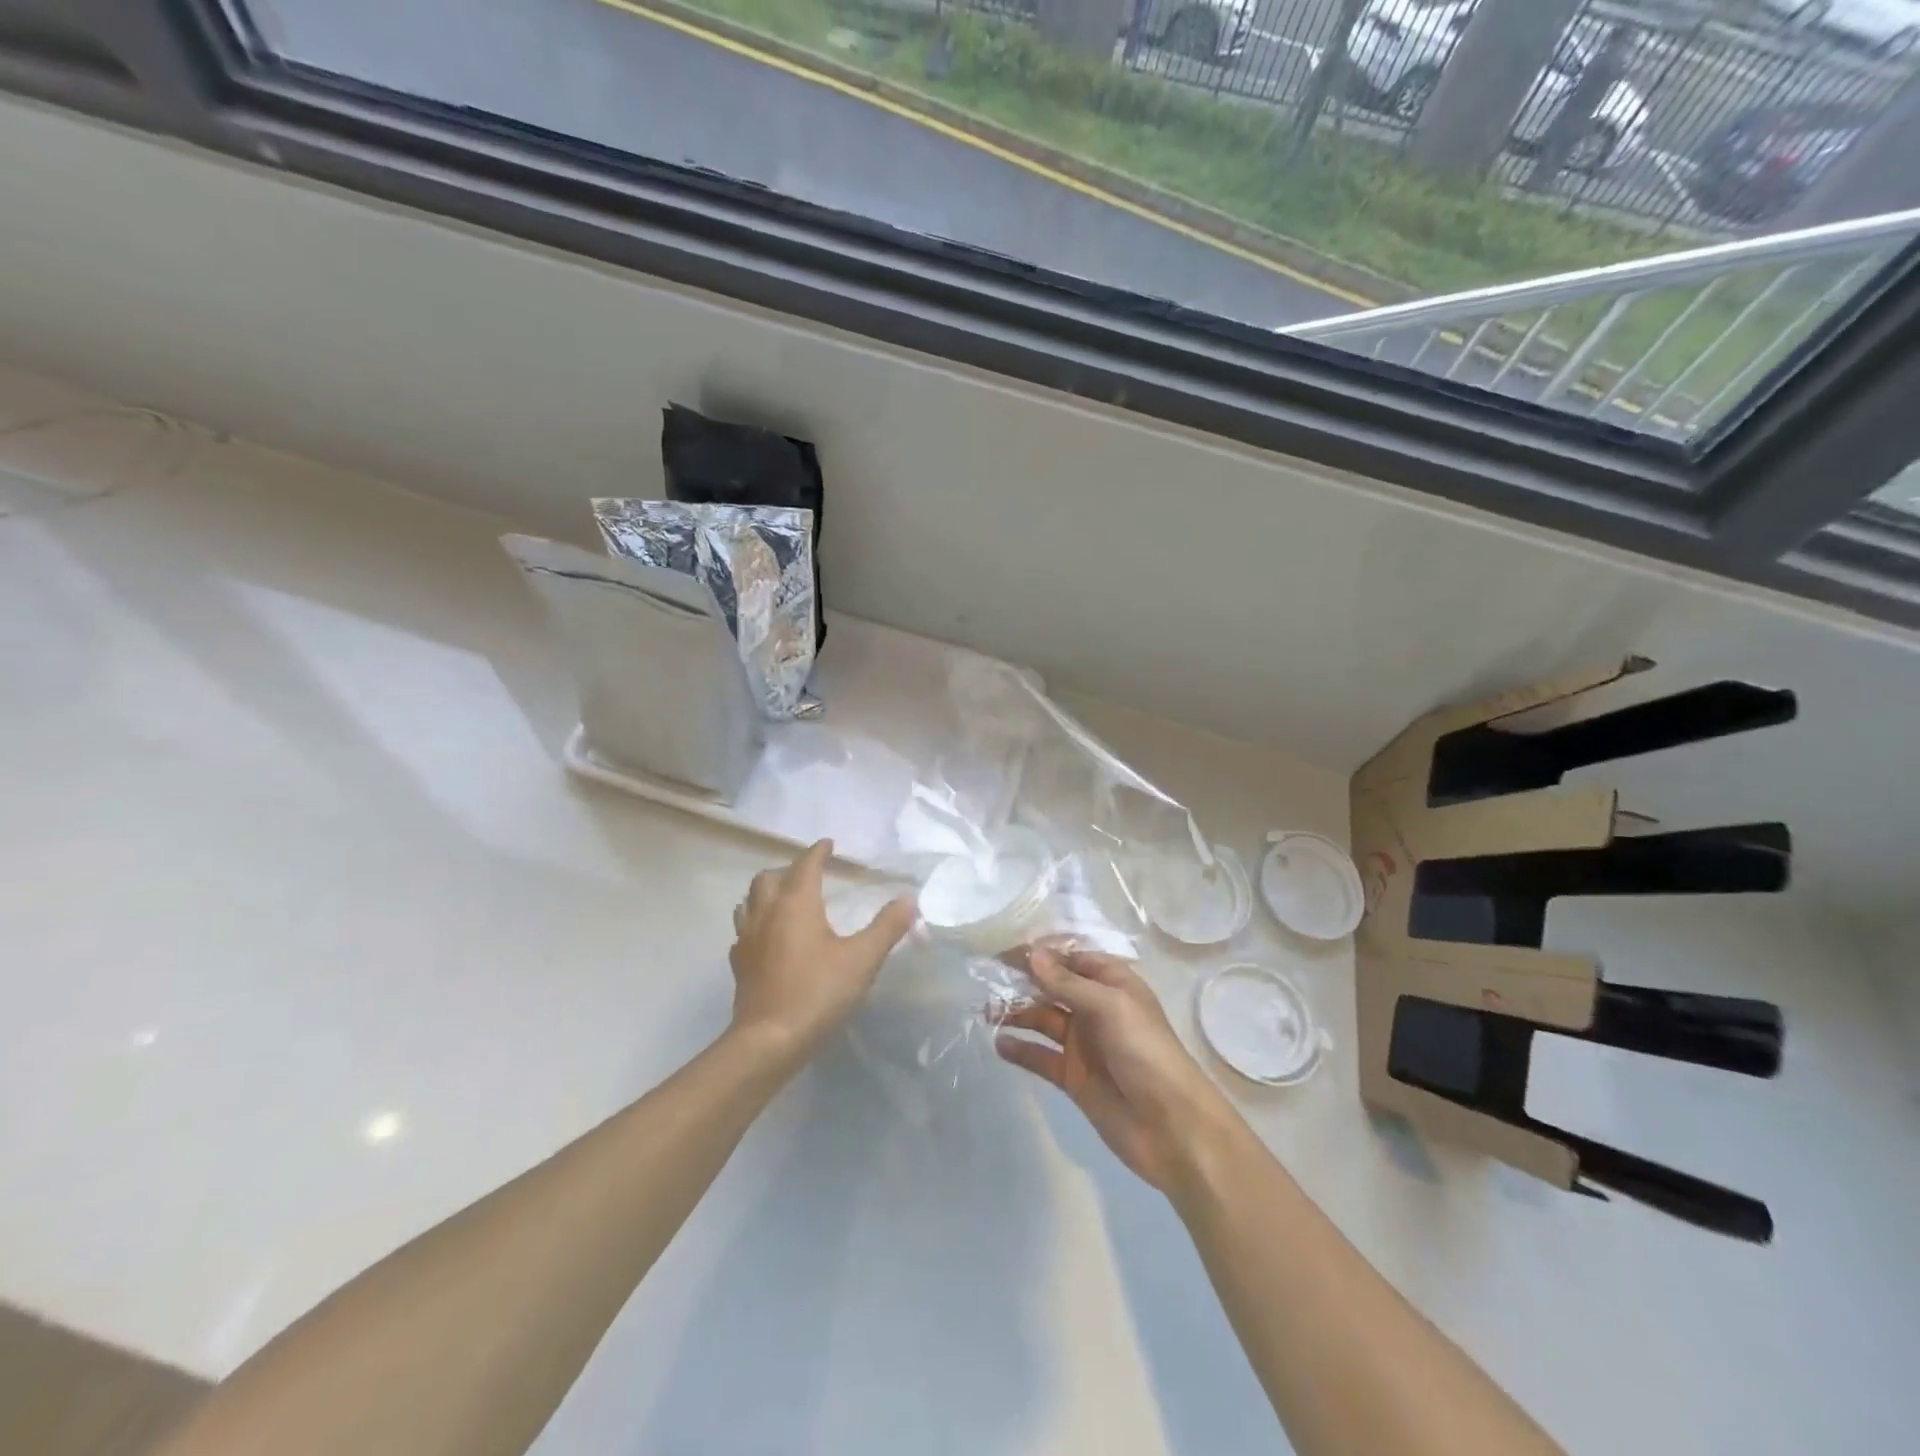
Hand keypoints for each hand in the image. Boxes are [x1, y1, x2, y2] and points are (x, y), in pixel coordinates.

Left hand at [729, 840, 917, 1053]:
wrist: (769, 1041)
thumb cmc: (818, 992)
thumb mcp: (862, 959)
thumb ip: (886, 927)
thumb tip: (908, 899)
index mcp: (796, 903)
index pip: (805, 865)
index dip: (818, 852)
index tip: (828, 845)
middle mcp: (766, 913)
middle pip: (769, 878)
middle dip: (788, 870)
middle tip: (809, 876)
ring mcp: (747, 939)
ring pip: (749, 902)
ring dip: (766, 894)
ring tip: (784, 901)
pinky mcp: (739, 965)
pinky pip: (744, 932)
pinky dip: (756, 924)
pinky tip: (768, 940)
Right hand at [996, 946, 1236, 1191]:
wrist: (1172, 1127)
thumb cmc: (1145, 1052)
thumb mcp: (1109, 1007)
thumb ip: (1067, 983)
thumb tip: (1031, 954)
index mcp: (1113, 984)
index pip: (1070, 958)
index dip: (1040, 953)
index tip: (1003, 949)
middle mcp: (1096, 1009)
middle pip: (1053, 987)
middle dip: (1022, 981)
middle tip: (985, 978)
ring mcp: (1084, 1044)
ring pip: (1043, 1019)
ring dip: (1017, 1013)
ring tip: (986, 1011)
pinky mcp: (1073, 1077)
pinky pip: (1041, 1056)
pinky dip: (1021, 1049)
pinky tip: (999, 1043)